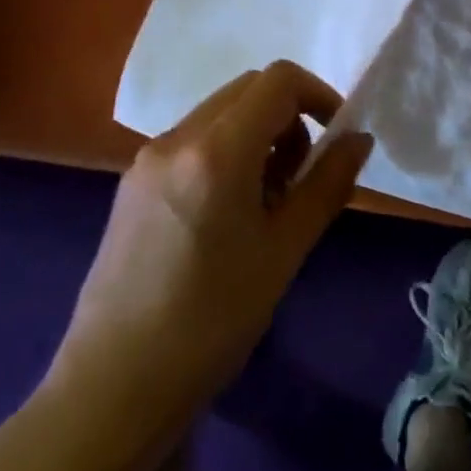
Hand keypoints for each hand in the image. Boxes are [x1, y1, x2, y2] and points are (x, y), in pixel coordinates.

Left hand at [45, 62, 372, 440]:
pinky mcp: (132, 182)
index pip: (278, 80)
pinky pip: (192, 140)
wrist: (112, 390)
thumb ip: (327, 184)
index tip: (336, 138)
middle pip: (248, 89)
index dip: (318, 95)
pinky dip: (225, 151)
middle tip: (300, 176)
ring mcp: (148, 158)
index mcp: (216, 150)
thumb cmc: (210, 322)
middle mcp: (177, 138)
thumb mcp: (284, 252)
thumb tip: (358, 139)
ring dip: (257, 134)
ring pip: (220, 113)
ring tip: (264, 203)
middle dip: (288, 116)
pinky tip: (225, 214)